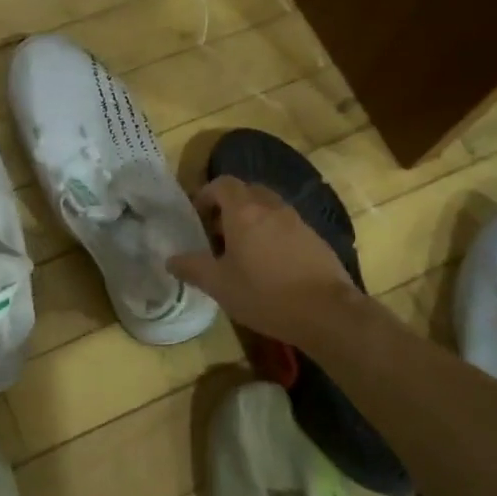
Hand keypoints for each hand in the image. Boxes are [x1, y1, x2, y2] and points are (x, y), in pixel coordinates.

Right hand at [168, 176, 361, 346]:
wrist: (326, 311)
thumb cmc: (264, 294)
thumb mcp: (219, 285)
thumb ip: (192, 268)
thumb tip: (171, 260)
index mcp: (244, 212)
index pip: (222, 184)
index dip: (206, 194)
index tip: (198, 217)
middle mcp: (271, 207)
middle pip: (246, 192)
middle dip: (229, 206)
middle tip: (217, 233)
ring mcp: (296, 221)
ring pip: (268, 208)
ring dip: (252, 220)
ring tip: (242, 251)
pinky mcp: (314, 238)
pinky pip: (286, 225)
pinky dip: (272, 234)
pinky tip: (270, 265)